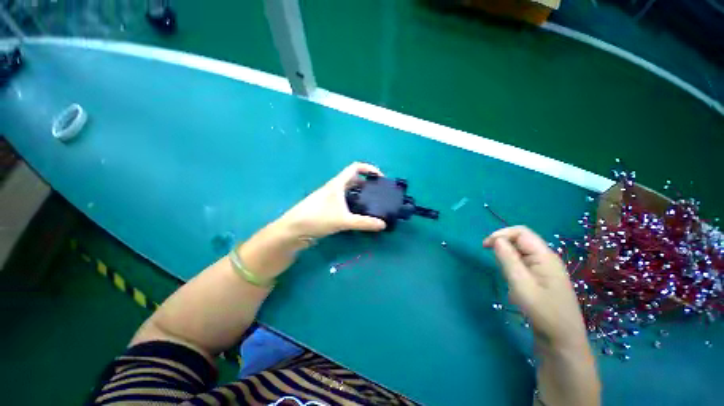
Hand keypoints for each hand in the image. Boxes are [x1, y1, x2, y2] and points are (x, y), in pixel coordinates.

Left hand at [279, 162, 386, 238]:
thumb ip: (364, 223)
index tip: (380, 178)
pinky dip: (353, 204)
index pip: (355, 167)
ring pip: (349, 192)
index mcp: (337, 184)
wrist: (293, 230)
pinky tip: (359, 214)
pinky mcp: (327, 208)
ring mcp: (330, 198)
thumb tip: (383, 224)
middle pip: (354, 180)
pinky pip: (344, 202)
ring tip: (372, 204)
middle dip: (367, 184)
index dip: (369, 168)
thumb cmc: (317, 218)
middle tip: (378, 194)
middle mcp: (334, 188)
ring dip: (360, 195)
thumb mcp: (343, 220)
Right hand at [483, 226, 587, 351]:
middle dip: (503, 244)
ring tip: (503, 272)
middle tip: (492, 260)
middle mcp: (546, 258)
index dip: (501, 234)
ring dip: (507, 256)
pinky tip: (511, 278)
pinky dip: (512, 265)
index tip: (485, 246)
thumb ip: (508, 259)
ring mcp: (545, 269)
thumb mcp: (521, 284)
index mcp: (545, 256)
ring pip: (521, 252)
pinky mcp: (542, 278)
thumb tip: (496, 240)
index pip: (520, 232)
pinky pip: (524, 263)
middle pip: (521, 240)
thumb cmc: (542, 311)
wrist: (562, 341)